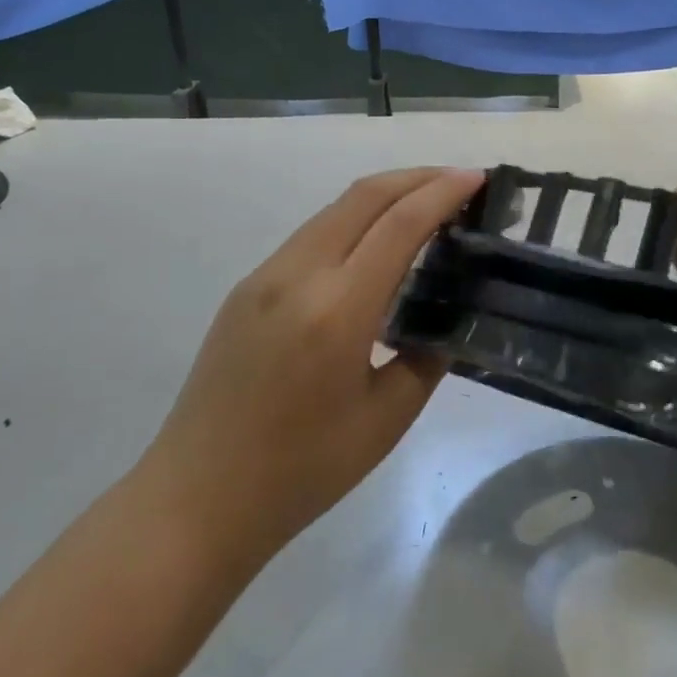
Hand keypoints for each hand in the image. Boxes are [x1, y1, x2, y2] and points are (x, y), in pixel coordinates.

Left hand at [140, 167, 483, 566]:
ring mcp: (264, 277)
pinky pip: (311, 237)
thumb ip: (425, 358)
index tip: (479, 178)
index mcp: (337, 310)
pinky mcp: (246, 289)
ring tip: (424, 209)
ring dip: (383, 197)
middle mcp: (296, 275)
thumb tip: (444, 322)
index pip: (399, 224)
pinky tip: (373, 250)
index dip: (443, 192)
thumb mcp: (386, 420)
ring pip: (333, 211)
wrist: (197, 499)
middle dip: (416, 177)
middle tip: (459, 183)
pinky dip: (352, 224)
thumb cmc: (301, 471)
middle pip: (363, 196)